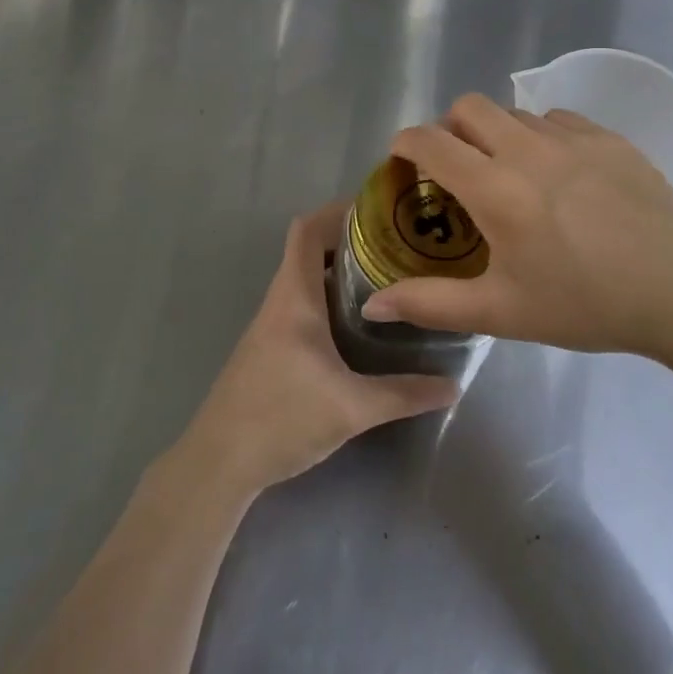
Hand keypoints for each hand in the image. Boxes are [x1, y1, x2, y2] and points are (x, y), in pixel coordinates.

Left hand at [176, 201, 459, 496]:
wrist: (219, 462)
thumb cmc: (281, 419)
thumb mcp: (352, 409)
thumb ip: (404, 394)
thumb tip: (453, 385)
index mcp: (294, 298)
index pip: (307, 230)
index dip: (338, 211)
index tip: (380, 212)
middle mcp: (280, 301)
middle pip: (309, 249)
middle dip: (350, 241)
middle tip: (397, 247)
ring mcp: (271, 325)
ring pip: (305, 278)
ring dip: (339, 271)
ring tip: (386, 279)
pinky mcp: (269, 348)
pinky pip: (301, 303)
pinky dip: (328, 297)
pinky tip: (357, 324)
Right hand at [360, 95, 672, 365]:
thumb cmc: (585, 304)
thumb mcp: (502, 312)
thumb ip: (431, 303)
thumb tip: (373, 305)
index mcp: (495, 189)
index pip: (430, 141)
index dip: (405, 144)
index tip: (403, 162)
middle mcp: (527, 149)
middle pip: (467, 106)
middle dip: (449, 128)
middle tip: (458, 168)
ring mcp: (572, 137)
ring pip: (513, 112)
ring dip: (496, 133)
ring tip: (511, 174)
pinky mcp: (608, 136)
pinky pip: (557, 119)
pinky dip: (540, 137)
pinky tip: (559, 175)